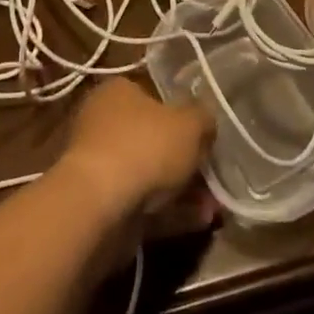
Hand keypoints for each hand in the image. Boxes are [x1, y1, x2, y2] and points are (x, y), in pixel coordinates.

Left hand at [55, 78, 213, 224]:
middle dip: (186, 158)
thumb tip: (206, 121)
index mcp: (117, 92)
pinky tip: (203, 221)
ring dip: (184, 190)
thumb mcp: (189, 123)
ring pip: (151, 175)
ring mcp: (102, 167)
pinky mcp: (103, 206)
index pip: (153, 95)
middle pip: (153, 138)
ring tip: (216, 205)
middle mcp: (104, 124)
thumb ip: (203, 118)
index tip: (205, 133)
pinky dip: (173, 213)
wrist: (98, 207)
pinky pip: (146, 205)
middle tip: (213, 172)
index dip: (182, 114)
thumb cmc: (144, 147)